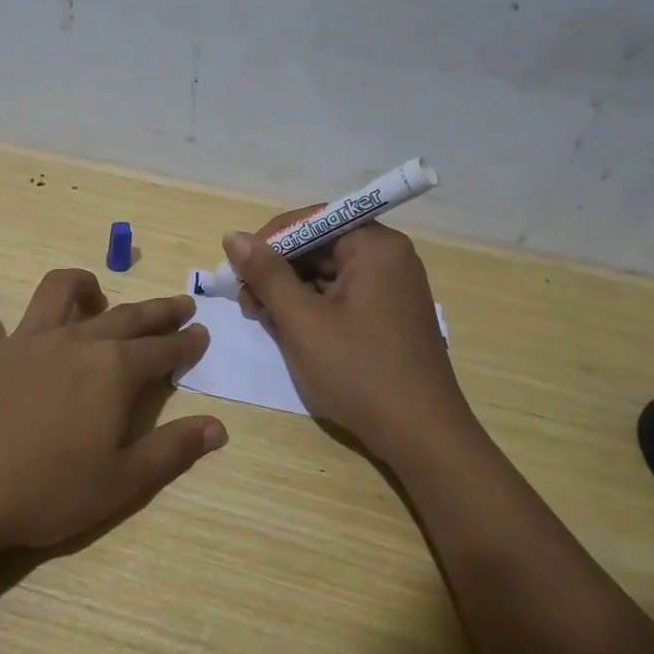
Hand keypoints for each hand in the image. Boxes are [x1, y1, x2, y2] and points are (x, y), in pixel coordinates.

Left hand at [0, 269, 227, 551]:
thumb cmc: (48, 491)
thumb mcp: (123, 482)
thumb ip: (173, 450)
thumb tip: (218, 427)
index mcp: (114, 371)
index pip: (163, 350)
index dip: (186, 343)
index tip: (202, 334)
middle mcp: (75, 342)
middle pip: (126, 316)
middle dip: (157, 311)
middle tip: (179, 305)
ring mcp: (25, 342)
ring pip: (57, 293)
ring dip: (81, 285)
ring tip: (93, 291)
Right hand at [224, 214, 472, 460]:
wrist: (419, 433)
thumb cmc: (358, 370)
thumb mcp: (302, 320)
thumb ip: (267, 274)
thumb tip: (234, 237)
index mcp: (375, 246)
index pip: (312, 220)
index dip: (270, 240)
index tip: (239, 269)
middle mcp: (389, 258)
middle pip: (320, 246)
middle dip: (278, 270)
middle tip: (247, 302)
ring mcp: (392, 289)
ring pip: (327, 274)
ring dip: (291, 292)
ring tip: (263, 320)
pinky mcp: (389, 317)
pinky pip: (342, 297)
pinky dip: (313, 309)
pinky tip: (290, 331)